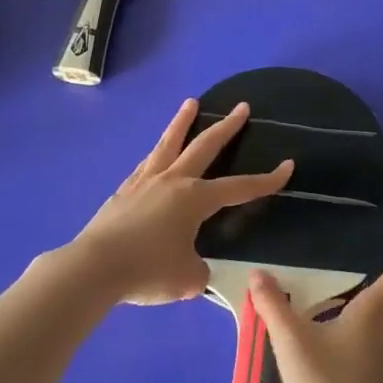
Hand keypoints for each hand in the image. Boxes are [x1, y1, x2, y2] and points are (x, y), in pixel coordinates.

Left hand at [65, 99, 292, 305]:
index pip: (240, 187)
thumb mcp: (188, 279)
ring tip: (190, 103)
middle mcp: (173, 181)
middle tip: (242, 107)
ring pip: (169, 143)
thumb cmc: (148, 270)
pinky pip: (147, 163)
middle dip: (227, 127)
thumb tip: (194, 267)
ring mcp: (145, 182)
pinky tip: (156, 154)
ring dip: (183, 122)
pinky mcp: (124, 191)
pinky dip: (158, 153)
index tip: (287, 166)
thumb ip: (199, 271)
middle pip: (205, 146)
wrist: (94, 268)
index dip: (266, 180)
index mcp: (196, 199)